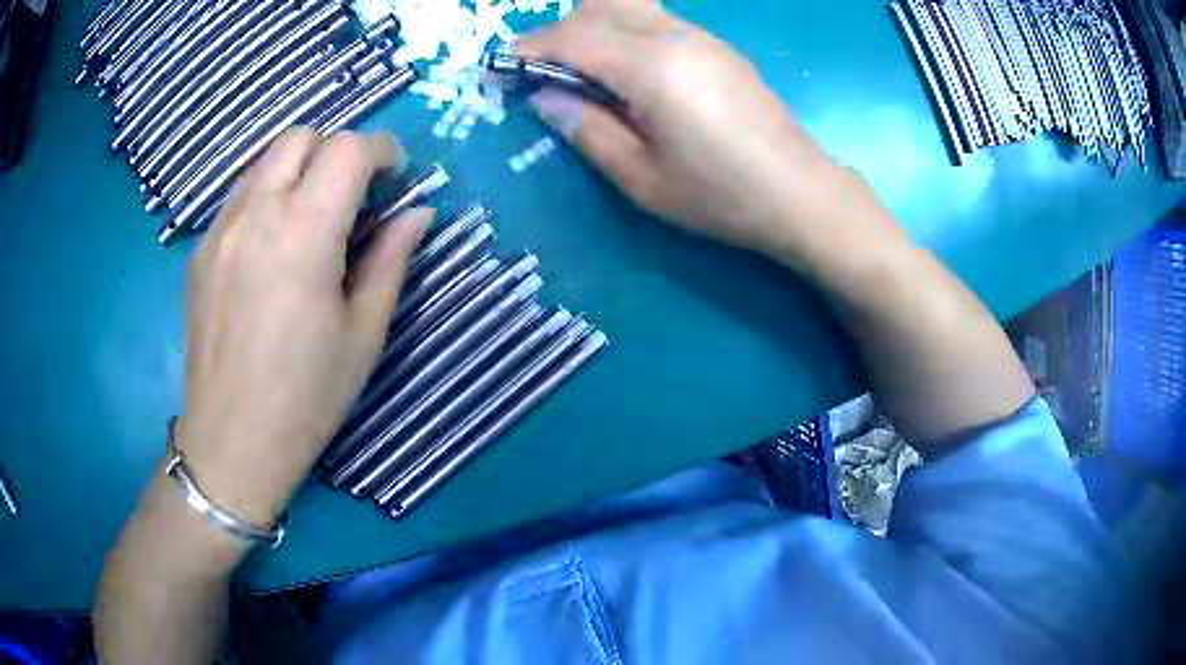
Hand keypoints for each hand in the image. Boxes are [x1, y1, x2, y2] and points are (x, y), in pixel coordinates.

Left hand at [176, 129, 431, 524]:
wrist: (232, 440)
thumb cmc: (306, 397)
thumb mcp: (364, 332)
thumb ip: (391, 259)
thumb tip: (418, 213)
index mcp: (304, 232)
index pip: (348, 149)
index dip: (382, 150)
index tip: (395, 177)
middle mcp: (256, 214)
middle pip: (300, 137)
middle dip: (336, 149)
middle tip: (354, 193)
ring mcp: (220, 229)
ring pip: (264, 161)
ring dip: (299, 169)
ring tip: (312, 216)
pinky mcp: (200, 250)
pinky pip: (238, 196)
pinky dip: (266, 195)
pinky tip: (273, 244)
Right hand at [519, 0, 887, 264]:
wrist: (800, 192)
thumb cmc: (720, 196)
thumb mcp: (640, 178)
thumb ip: (585, 128)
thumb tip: (545, 95)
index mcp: (650, 67)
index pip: (571, 37)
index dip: (527, 49)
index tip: (499, 69)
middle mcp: (674, 36)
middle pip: (598, 7)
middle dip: (558, 32)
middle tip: (544, 74)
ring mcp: (701, 36)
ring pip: (628, 5)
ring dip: (592, 26)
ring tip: (583, 72)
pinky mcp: (717, 45)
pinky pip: (655, 19)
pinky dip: (624, 31)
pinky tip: (629, 71)